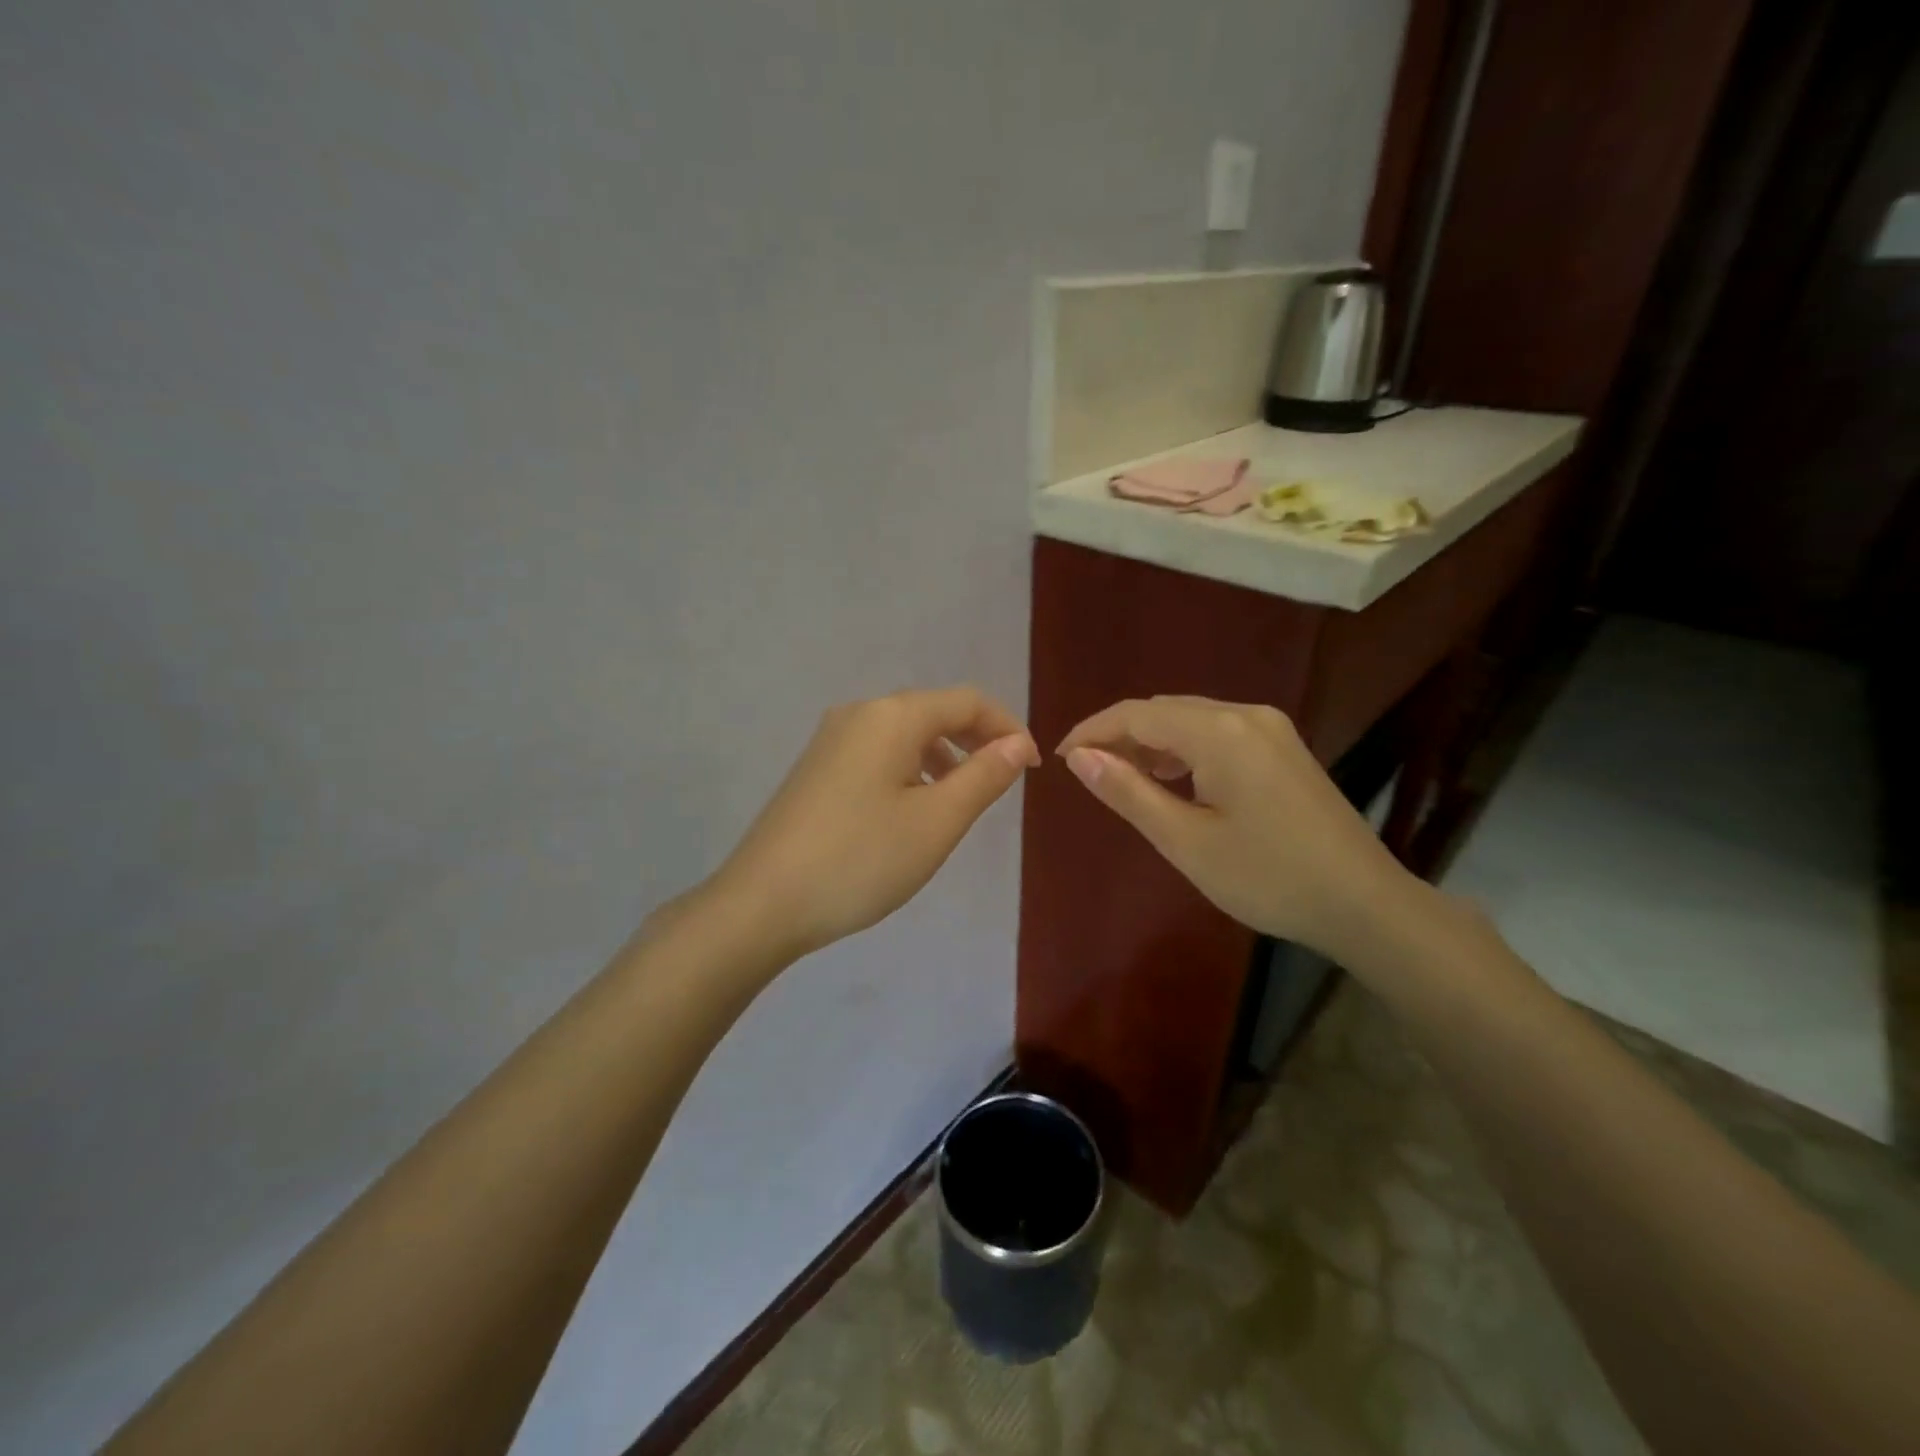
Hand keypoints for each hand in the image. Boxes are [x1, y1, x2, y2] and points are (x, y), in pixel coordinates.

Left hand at [710, 686, 1039, 958]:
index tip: (1030, 769)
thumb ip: (983, 777)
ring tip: (961, 799)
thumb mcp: (937, 822)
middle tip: (1004, 780)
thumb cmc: (861, 860)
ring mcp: (831, 740)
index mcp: (892, 717)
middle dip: (976, 739)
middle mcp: (859, 714)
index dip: (1007, 727)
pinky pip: (878, 753)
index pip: (967, 701)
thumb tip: (1015, 745)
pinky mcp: (816, 768)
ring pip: (904, 733)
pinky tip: (913, 808)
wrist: (761, 903)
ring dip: (944, 755)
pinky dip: (910, 769)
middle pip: (933, 711)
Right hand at [1057, 696, 1419, 962]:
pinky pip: (1217, 733)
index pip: (1136, 715)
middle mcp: (1245, 714)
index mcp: (1219, 732)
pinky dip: (1183, 749)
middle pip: (1164, 711)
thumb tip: (1079, 757)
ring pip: (1190, 720)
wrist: (1363, 902)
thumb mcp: (1185, 840)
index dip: (1092, 732)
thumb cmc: (1266, 877)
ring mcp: (1269, 728)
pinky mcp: (1282, 747)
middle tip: (1088, 773)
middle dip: (1120, 735)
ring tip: (1122, 777)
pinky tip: (1172, 779)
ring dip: (1151, 742)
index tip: (1060, 759)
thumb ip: (1128, 791)